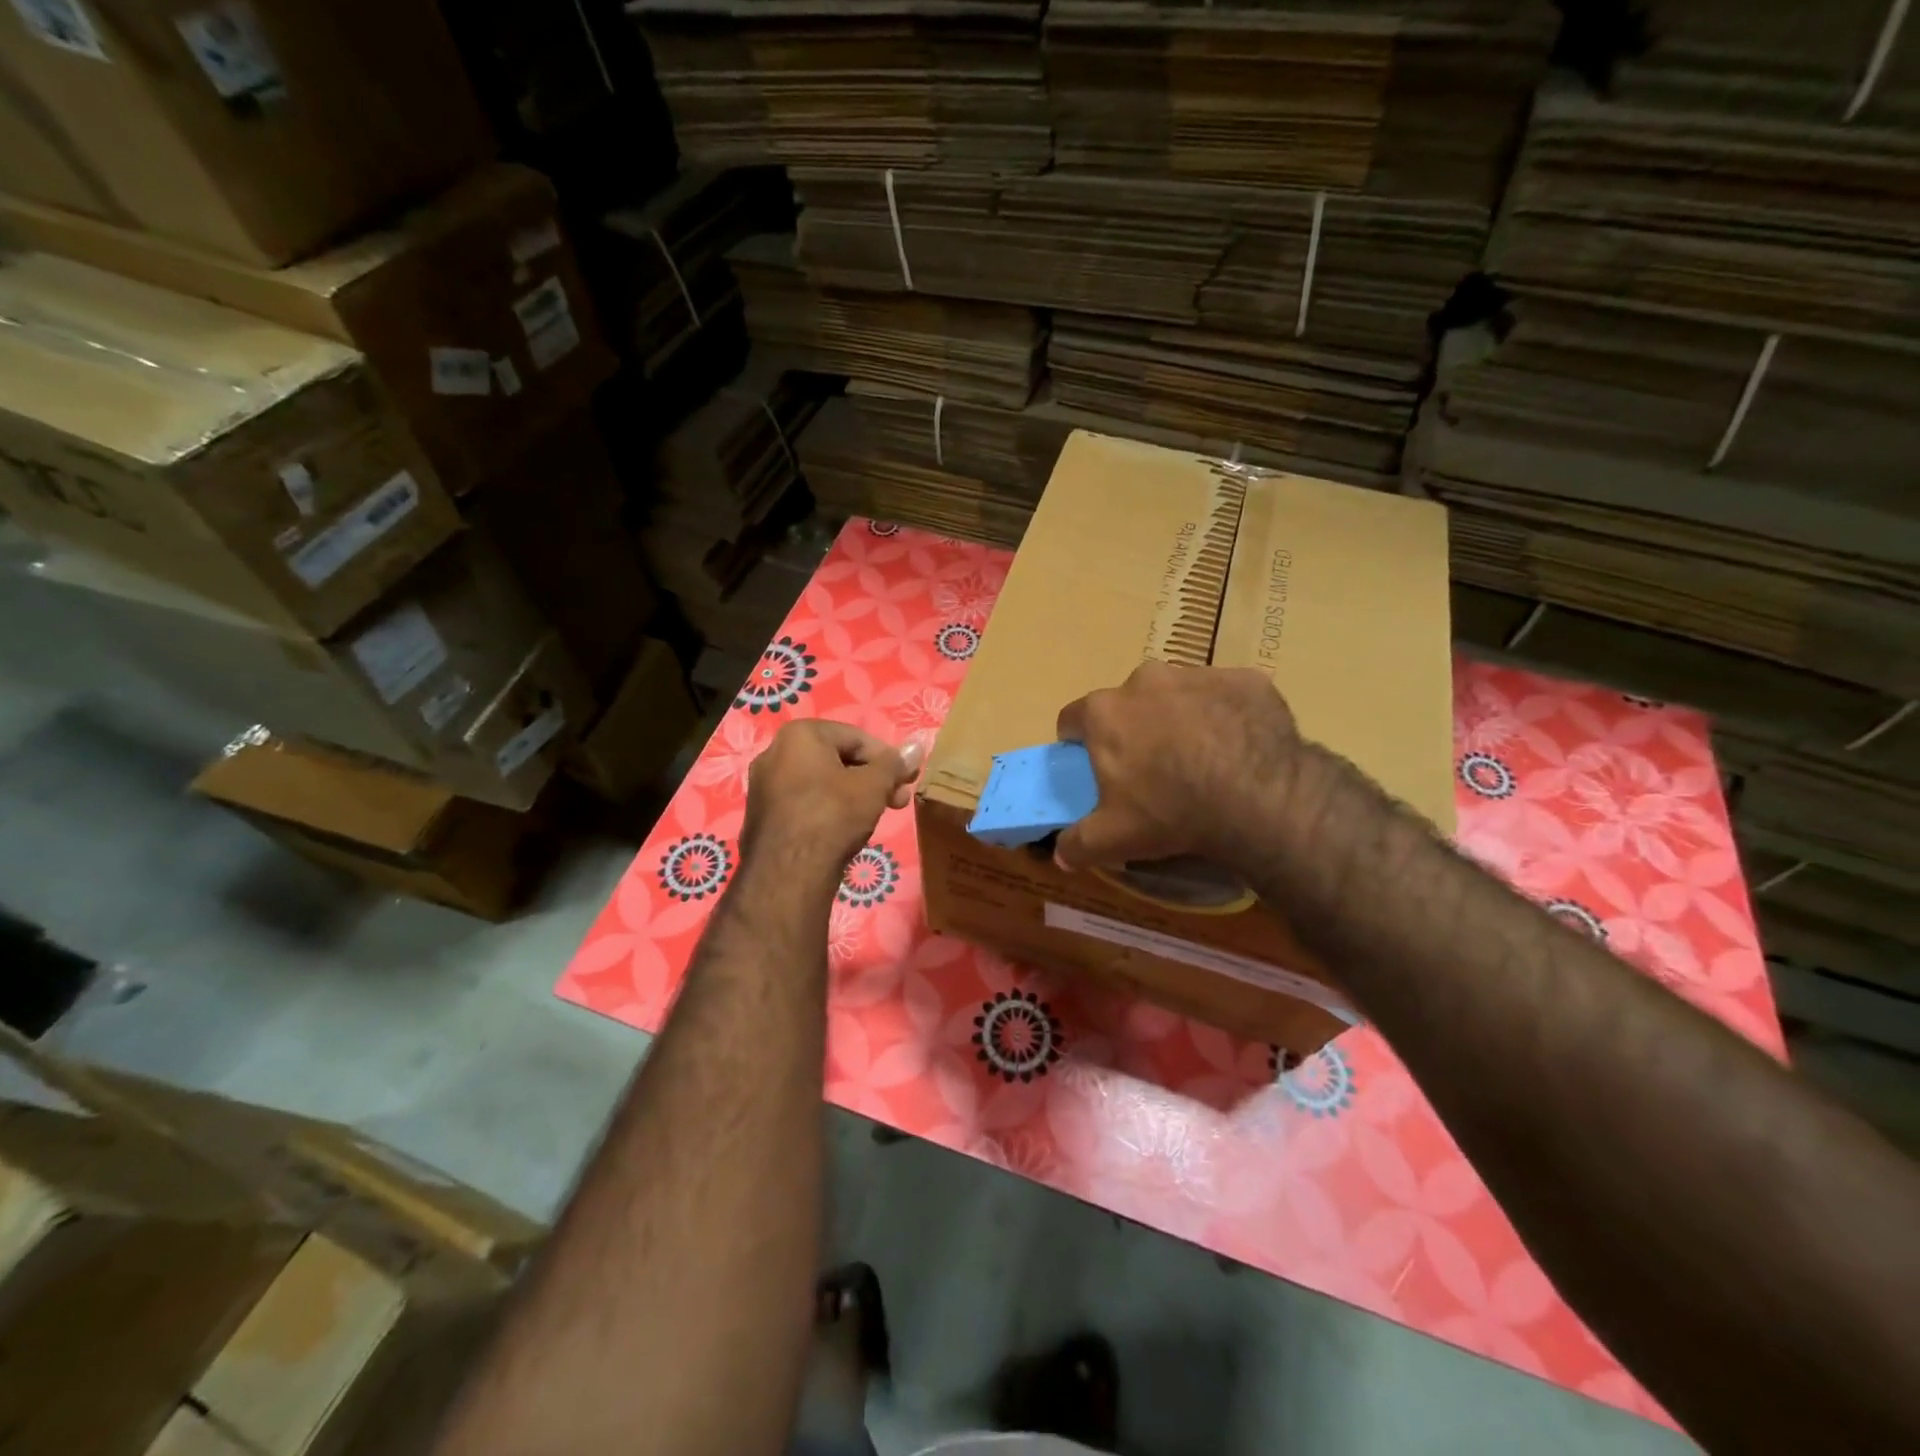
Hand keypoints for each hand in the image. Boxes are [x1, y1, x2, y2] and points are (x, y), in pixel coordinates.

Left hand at [742, 721, 922, 875]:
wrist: (789, 872)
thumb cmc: (834, 815)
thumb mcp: (874, 785)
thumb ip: (895, 764)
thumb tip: (917, 746)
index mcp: (799, 734)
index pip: (856, 738)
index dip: (888, 759)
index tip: (907, 780)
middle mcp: (774, 752)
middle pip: (837, 759)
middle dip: (872, 779)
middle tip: (898, 801)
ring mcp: (763, 786)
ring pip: (821, 783)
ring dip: (853, 795)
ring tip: (875, 816)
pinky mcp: (761, 816)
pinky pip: (805, 803)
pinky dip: (828, 810)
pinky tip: (845, 830)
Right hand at [1054, 662, 1298, 871]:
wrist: (1260, 798)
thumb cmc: (1171, 812)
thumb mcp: (1112, 840)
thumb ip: (1077, 844)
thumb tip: (1060, 854)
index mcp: (1105, 712)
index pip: (1073, 719)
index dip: (1079, 743)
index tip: (1094, 766)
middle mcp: (1145, 680)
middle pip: (1128, 703)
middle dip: (1135, 728)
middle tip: (1152, 768)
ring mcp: (1198, 675)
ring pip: (1178, 694)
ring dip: (1181, 718)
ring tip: (1202, 759)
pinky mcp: (1246, 680)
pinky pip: (1227, 696)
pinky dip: (1227, 715)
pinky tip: (1240, 748)